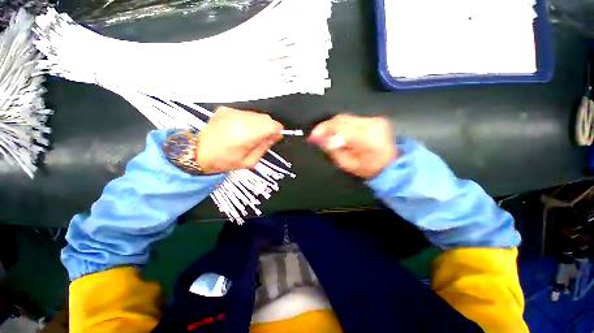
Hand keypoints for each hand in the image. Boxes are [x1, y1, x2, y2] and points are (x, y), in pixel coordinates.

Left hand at [197, 107, 283, 173]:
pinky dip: (249, 120)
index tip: (276, 136)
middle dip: (269, 127)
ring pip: (256, 114)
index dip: (277, 130)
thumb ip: (264, 147)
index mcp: (243, 136)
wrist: (198, 153)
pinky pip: (246, 112)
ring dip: (259, 124)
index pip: (270, 125)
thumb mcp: (249, 161)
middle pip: (264, 117)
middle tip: (264, 138)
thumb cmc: (224, 161)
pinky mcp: (225, 109)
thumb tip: (276, 136)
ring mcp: (230, 112)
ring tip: (250, 135)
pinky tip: (241, 129)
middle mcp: (237, 120)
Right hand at [308, 114, 397, 178]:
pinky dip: (342, 126)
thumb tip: (319, 139)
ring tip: (326, 136)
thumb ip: (333, 150)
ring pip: (345, 118)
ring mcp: (374, 119)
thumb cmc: (370, 170)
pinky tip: (338, 134)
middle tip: (317, 137)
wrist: (392, 165)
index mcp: (366, 136)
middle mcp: (371, 123)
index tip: (312, 137)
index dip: (322, 130)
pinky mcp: (374, 119)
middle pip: (341, 118)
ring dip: (333, 126)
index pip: (339, 126)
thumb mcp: (348, 164)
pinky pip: (352, 120)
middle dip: (326, 127)